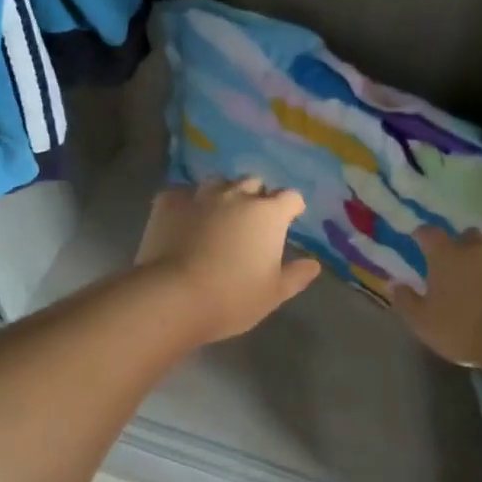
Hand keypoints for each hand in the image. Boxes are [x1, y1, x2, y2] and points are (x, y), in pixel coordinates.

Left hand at [135, 179, 322, 344]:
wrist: (173, 297)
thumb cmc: (232, 298)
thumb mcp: (273, 294)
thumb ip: (296, 276)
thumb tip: (313, 265)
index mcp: (268, 214)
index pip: (290, 197)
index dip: (291, 208)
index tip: (289, 220)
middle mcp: (236, 195)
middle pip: (253, 182)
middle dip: (256, 197)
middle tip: (251, 221)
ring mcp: (200, 195)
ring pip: (217, 182)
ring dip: (223, 194)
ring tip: (217, 216)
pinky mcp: (168, 201)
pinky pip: (182, 194)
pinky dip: (187, 204)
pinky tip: (183, 221)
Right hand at [391, 227, 481, 366]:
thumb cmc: (465, 328)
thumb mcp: (424, 323)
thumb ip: (407, 302)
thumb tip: (394, 284)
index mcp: (448, 257)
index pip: (429, 234)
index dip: (423, 235)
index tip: (419, 239)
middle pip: (470, 237)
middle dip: (464, 247)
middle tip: (460, 268)